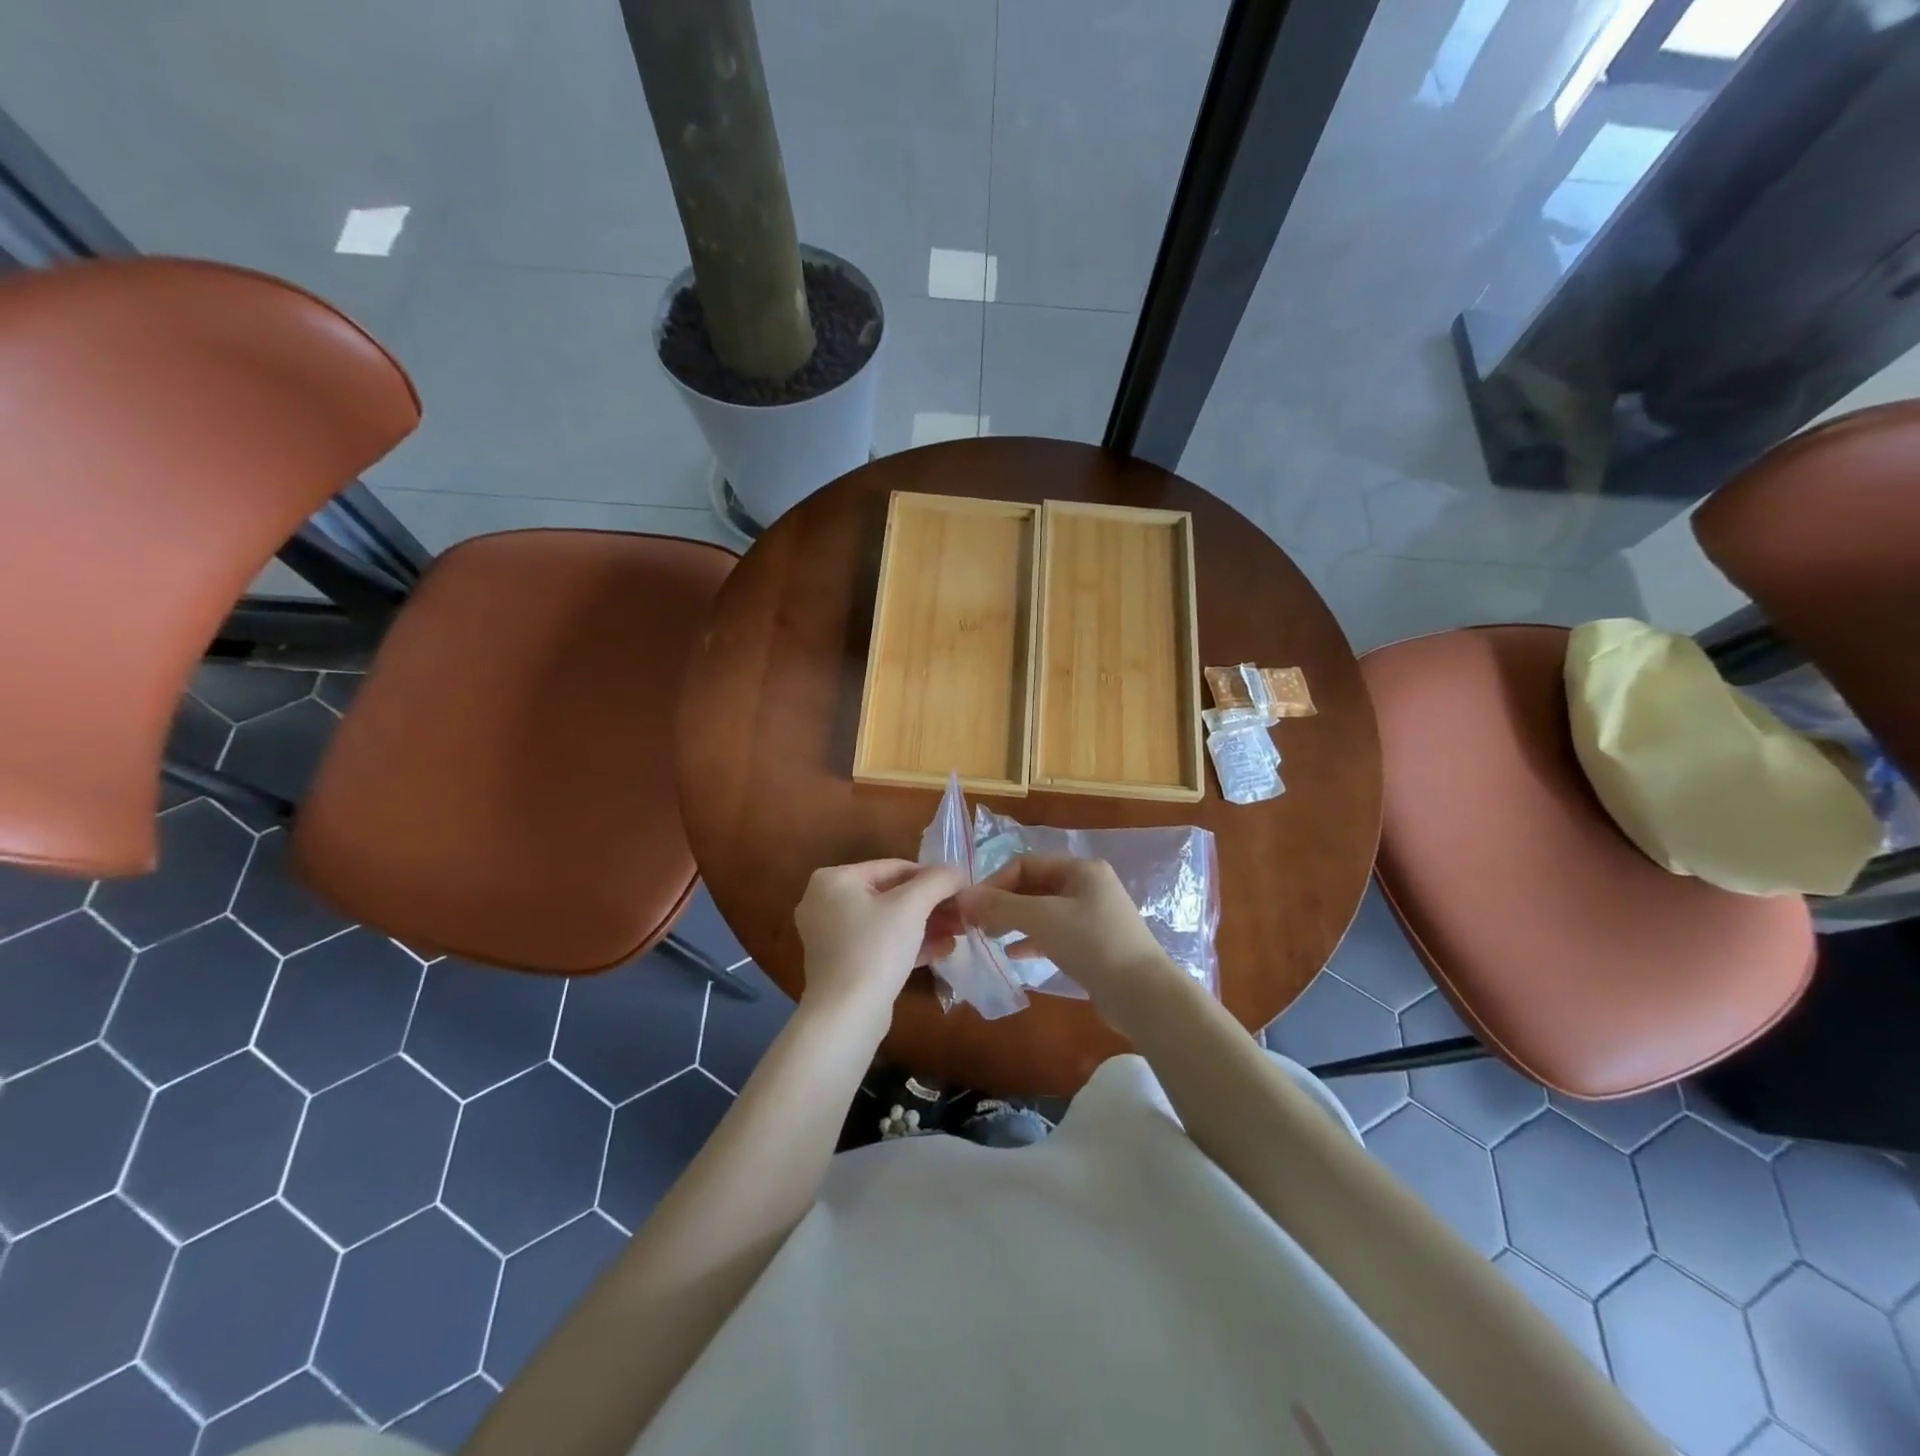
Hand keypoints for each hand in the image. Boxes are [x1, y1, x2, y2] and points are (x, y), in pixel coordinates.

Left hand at [794, 859, 966, 1020]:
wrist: (847, 1016)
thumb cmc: (876, 948)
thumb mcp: (912, 906)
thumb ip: (937, 881)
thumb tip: (956, 872)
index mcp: (833, 879)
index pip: (894, 867)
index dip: (931, 876)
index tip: (961, 888)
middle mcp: (825, 902)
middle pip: (891, 895)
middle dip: (930, 905)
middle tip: (962, 912)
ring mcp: (831, 935)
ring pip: (888, 921)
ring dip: (925, 924)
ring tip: (959, 931)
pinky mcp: (842, 963)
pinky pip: (880, 943)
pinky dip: (908, 944)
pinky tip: (943, 950)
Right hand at [957, 855, 1183, 1027]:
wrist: (1142, 994)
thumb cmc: (1092, 943)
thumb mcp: (1042, 919)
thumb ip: (1000, 906)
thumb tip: (962, 897)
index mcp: (1080, 869)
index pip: (1026, 864)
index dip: (995, 882)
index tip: (972, 907)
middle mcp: (1087, 886)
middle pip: (1034, 886)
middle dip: (1003, 903)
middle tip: (977, 924)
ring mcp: (1093, 916)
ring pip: (1043, 911)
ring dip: (1015, 921)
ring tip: (991, 938)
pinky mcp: (1094, 944)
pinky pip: (1055, 933)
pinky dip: (1033, 940)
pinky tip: (1014, 955)